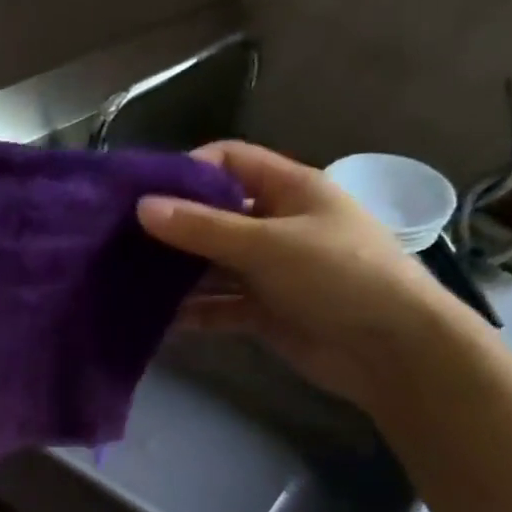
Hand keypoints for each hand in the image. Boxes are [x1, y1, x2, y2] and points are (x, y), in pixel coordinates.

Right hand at [137, 140, 466, 413]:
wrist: (391, 349)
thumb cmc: (337, 276)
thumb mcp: (267, 244)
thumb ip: (203, 228)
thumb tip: (142, 207)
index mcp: (289, 189)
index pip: (230, 162)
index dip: (187, 170)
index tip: (142, 192)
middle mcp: (276, 225)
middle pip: (215, 216)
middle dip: (172, 227)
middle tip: (120, 241)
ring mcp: (270, 271)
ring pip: (213, 265)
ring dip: (177, 274)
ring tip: (128, 280)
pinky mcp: (265, 312)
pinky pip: (220, 306)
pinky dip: (193, 312)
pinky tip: (156, 320)